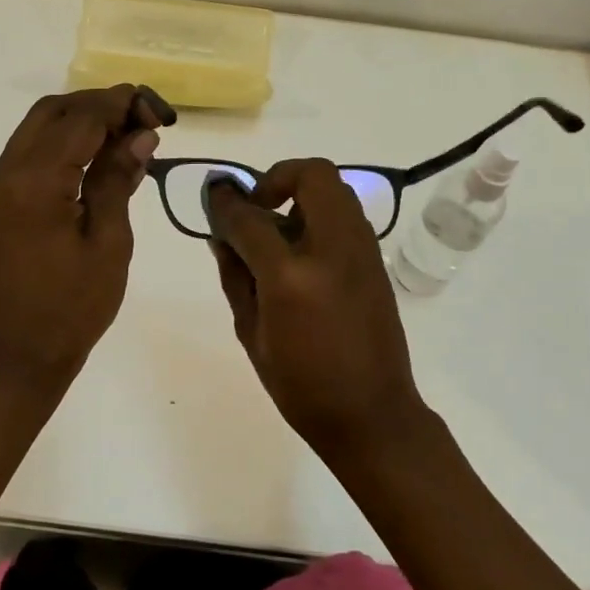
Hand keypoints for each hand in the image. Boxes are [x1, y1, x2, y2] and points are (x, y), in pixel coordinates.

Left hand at [0, 85, 162, 393]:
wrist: (19, 354)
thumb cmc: (73, 308)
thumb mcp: (109, 243)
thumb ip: (118, 179)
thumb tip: (140, 134)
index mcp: (33, 184)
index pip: (80, 120)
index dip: (120, 106)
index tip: (158, 112)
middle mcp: (4, 173)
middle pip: (53, 112)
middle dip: (99, 105)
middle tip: (144, 120)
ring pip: (38, 127)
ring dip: (81, 120)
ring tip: (127, 134)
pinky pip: (29, 152)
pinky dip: (63, 142)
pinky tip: (97, 156)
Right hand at [204, 159, 427, 460]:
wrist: (372, 414)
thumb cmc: (301, 385)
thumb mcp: (251, 333)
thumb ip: (235, 276)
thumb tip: (221, 235)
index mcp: (291, 277)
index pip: (250, 217)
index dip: (225, 202)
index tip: (213, 196)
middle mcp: (332, 250)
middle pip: (312, 175)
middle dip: (278, 177)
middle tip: (257, 207)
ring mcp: (362, 251)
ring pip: (335, 188)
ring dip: (302, 193)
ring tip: (278, 230)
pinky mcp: (376, 260)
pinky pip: (346, 214)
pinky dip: (320, 213)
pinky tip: (302, 251)